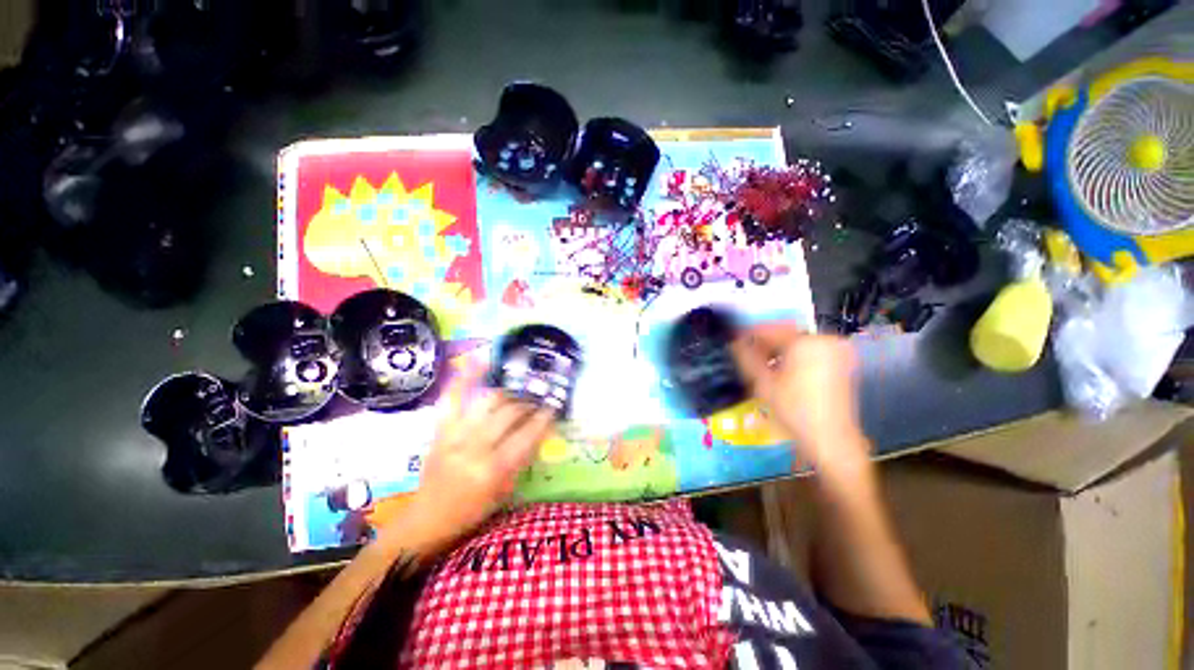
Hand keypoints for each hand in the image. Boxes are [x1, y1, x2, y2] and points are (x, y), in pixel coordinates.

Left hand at [386, 375, 554, 553]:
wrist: (428, 517)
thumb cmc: (472, 510)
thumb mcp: (506, 490)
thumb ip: (523, 457)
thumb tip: (540, 429)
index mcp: (494, 468)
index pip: (528, 434)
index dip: (544, 417)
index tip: (554, 407)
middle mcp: (476, 446)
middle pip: (510, 412)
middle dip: (529, 403)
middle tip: (537, 401)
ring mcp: (456, 433)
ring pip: (490, 400)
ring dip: (509, 393)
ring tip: (518, 392)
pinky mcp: (441, 428)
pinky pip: (454, 396)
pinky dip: (467, 376)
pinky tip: (482, 360)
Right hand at [732, 322, 869, 474]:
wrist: (829, 439)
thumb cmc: (793, 409)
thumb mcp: (762, 382)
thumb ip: (746, 357)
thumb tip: (733, 342)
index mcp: (806, 342)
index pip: (771, 329)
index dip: (749, 333)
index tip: (733, 338)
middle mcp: (825, 340)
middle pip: (786, 334)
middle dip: (764, 342)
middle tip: (745, 351)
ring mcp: (837, 352)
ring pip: (798, 342)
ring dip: (778, 349)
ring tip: (760, 362)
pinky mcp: (842, 363)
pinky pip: (811, 350)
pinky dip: (794, 355)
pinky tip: (781, 368)